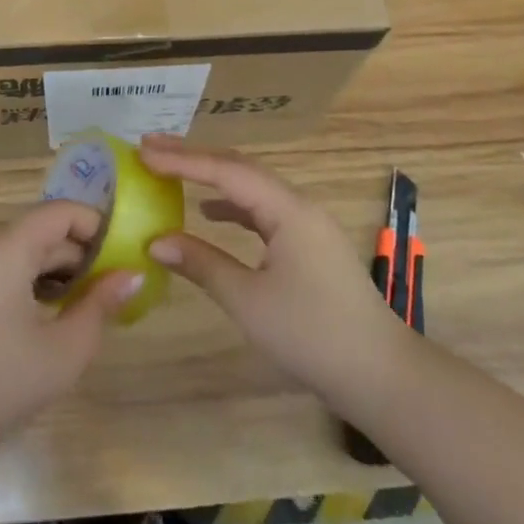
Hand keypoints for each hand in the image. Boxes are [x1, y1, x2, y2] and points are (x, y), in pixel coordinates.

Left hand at [0, 201, 143, 454]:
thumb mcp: (63, 351)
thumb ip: (101, 305)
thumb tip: (132, 274)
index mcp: (7, 243)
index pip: (63, 212)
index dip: (97, 227)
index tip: (122, 257)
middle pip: (42, 230)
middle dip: (77, 256)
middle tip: (105, 293)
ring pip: (21, 245)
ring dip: (52, 268)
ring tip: (74, 308)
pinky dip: (25, 275)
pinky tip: (38, 314)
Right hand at [143, 136, 408, 411]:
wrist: (379, 374)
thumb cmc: (311, 334)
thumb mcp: (248, 300)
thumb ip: (202, 264)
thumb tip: (156, 241)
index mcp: (287, 210)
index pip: (227, 171)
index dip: (183, 160)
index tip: (144, 151)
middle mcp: (298, 205)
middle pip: (241, 168)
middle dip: (196, 157)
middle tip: (151, 150)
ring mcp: (307, 224)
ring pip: (253, 188)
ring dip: (213, 177)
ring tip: (173, 171)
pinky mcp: (309, 244)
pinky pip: (263, 210)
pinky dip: (233, 205)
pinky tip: (211, 213)